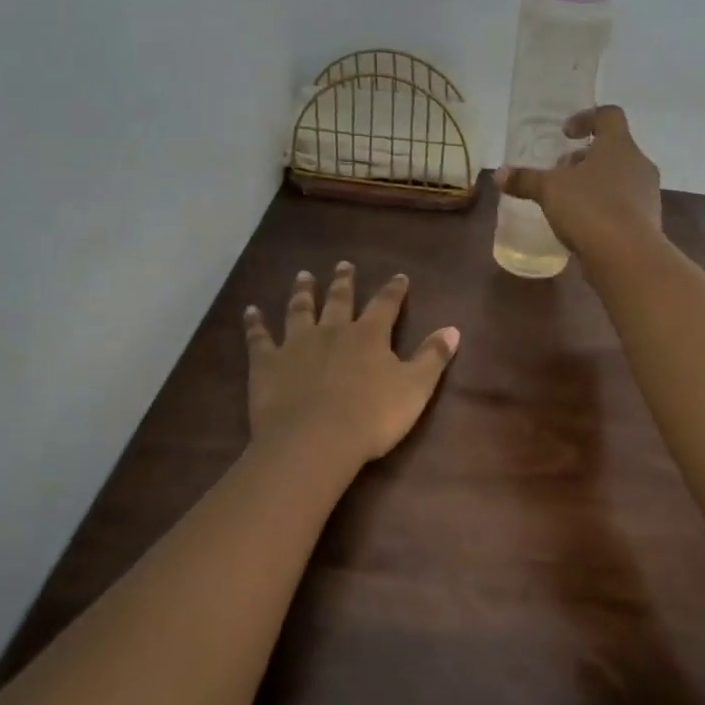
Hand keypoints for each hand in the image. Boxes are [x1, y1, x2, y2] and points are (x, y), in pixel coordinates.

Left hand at [244, 263, 459, 466]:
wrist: (315, 440)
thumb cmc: (372, 417)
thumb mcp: (415, 388)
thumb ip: (433, 357)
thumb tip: (454, 329)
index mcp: (369, 336)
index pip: (386, 305)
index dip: (394, 290)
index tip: (399, 276)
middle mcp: (333, 331)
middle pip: (340, 299)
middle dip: (344, 281)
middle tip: (344, 264)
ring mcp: (297, 344)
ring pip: (300, 310)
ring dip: (303, 291)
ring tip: (303, 275)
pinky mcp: (267, 363)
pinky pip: (259, 338)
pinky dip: (255, 323)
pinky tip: (250, 311)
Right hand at [495, 105, 661, 264]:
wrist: (627, 256)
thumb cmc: (589, 208)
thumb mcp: (549, 190)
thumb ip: (525, 179)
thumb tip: (498, 174)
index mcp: (619, 145)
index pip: (609, 115)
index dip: (586, 118)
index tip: (565, 133)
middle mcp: (638, 163)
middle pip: (612, 150)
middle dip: (584, 159)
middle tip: (560, 172)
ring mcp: (647, 194)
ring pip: (619, 178)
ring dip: (595, 184)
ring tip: (568, 201)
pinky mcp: (647, 221)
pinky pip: (623, 205)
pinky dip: (604, 208)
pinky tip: (583, 225)